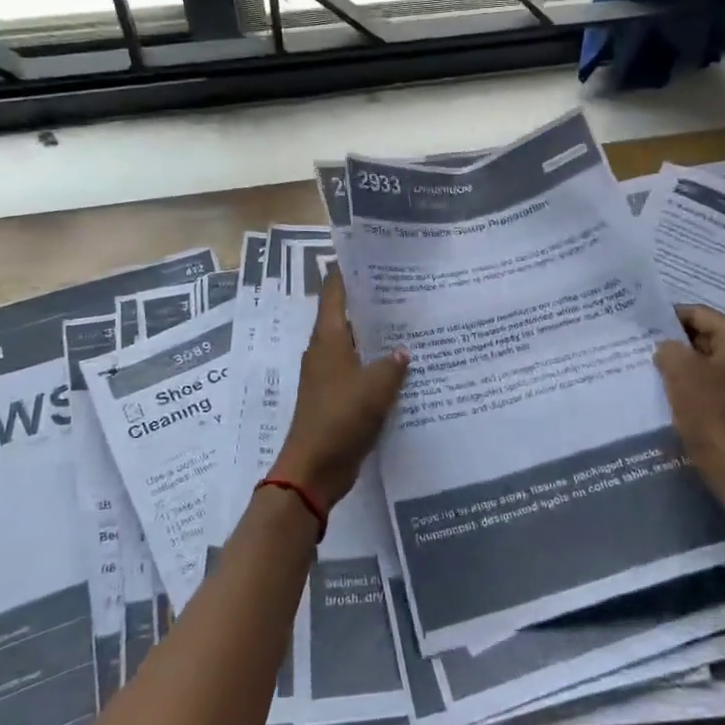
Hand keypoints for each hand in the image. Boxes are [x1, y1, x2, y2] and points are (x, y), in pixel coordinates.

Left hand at [273, 268, 408, 512]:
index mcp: (327, 338)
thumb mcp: (376, 387)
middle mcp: (325, 350)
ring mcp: (329, 375)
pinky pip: (358, 371)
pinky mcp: (336, 397)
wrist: (315, 468)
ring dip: (376, 336)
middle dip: (371, 302)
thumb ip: (392, 364)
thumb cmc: (341, 418)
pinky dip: (376, 365)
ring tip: (410, 322)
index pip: (334, 291)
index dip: (347, 271)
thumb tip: (403, 351)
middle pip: (346, 316)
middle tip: (404, 287)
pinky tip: (402, 366)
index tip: (370, 255)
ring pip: (355, 344)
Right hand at [654, 304, 724, 491]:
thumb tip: (667, 348)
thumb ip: (668, 348)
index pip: (698, 314)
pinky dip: (691, 383)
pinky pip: (711, 381)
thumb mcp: (679, 370)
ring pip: (706, 360)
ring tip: (651, 370)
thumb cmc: (710, 413)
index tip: (641, 327)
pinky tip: (669, 392)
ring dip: (681, 365)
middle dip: (674, 343)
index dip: (668, 318)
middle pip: (704, 335)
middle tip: (642, 349)